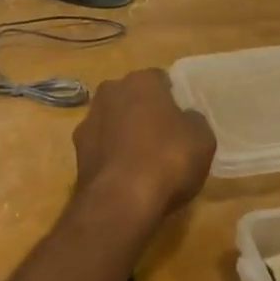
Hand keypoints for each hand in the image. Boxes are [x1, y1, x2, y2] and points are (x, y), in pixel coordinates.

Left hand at [71, 69, 215, 234]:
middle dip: (144, 112)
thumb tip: (185, 118)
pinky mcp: (77, 151)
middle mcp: (110, 92)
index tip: (181, 118)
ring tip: (143, 161)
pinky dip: (112, 156)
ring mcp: (88, 121)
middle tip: (164, 138)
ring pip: (113, 121)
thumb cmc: (168, 159)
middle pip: (132, 98)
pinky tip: (125, 177)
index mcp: (141, 81)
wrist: (121, 200)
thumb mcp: (202, 138)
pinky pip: (102, 147)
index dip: (172, 98)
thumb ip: (193, 120)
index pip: (160, 79)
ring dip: (124, 133)